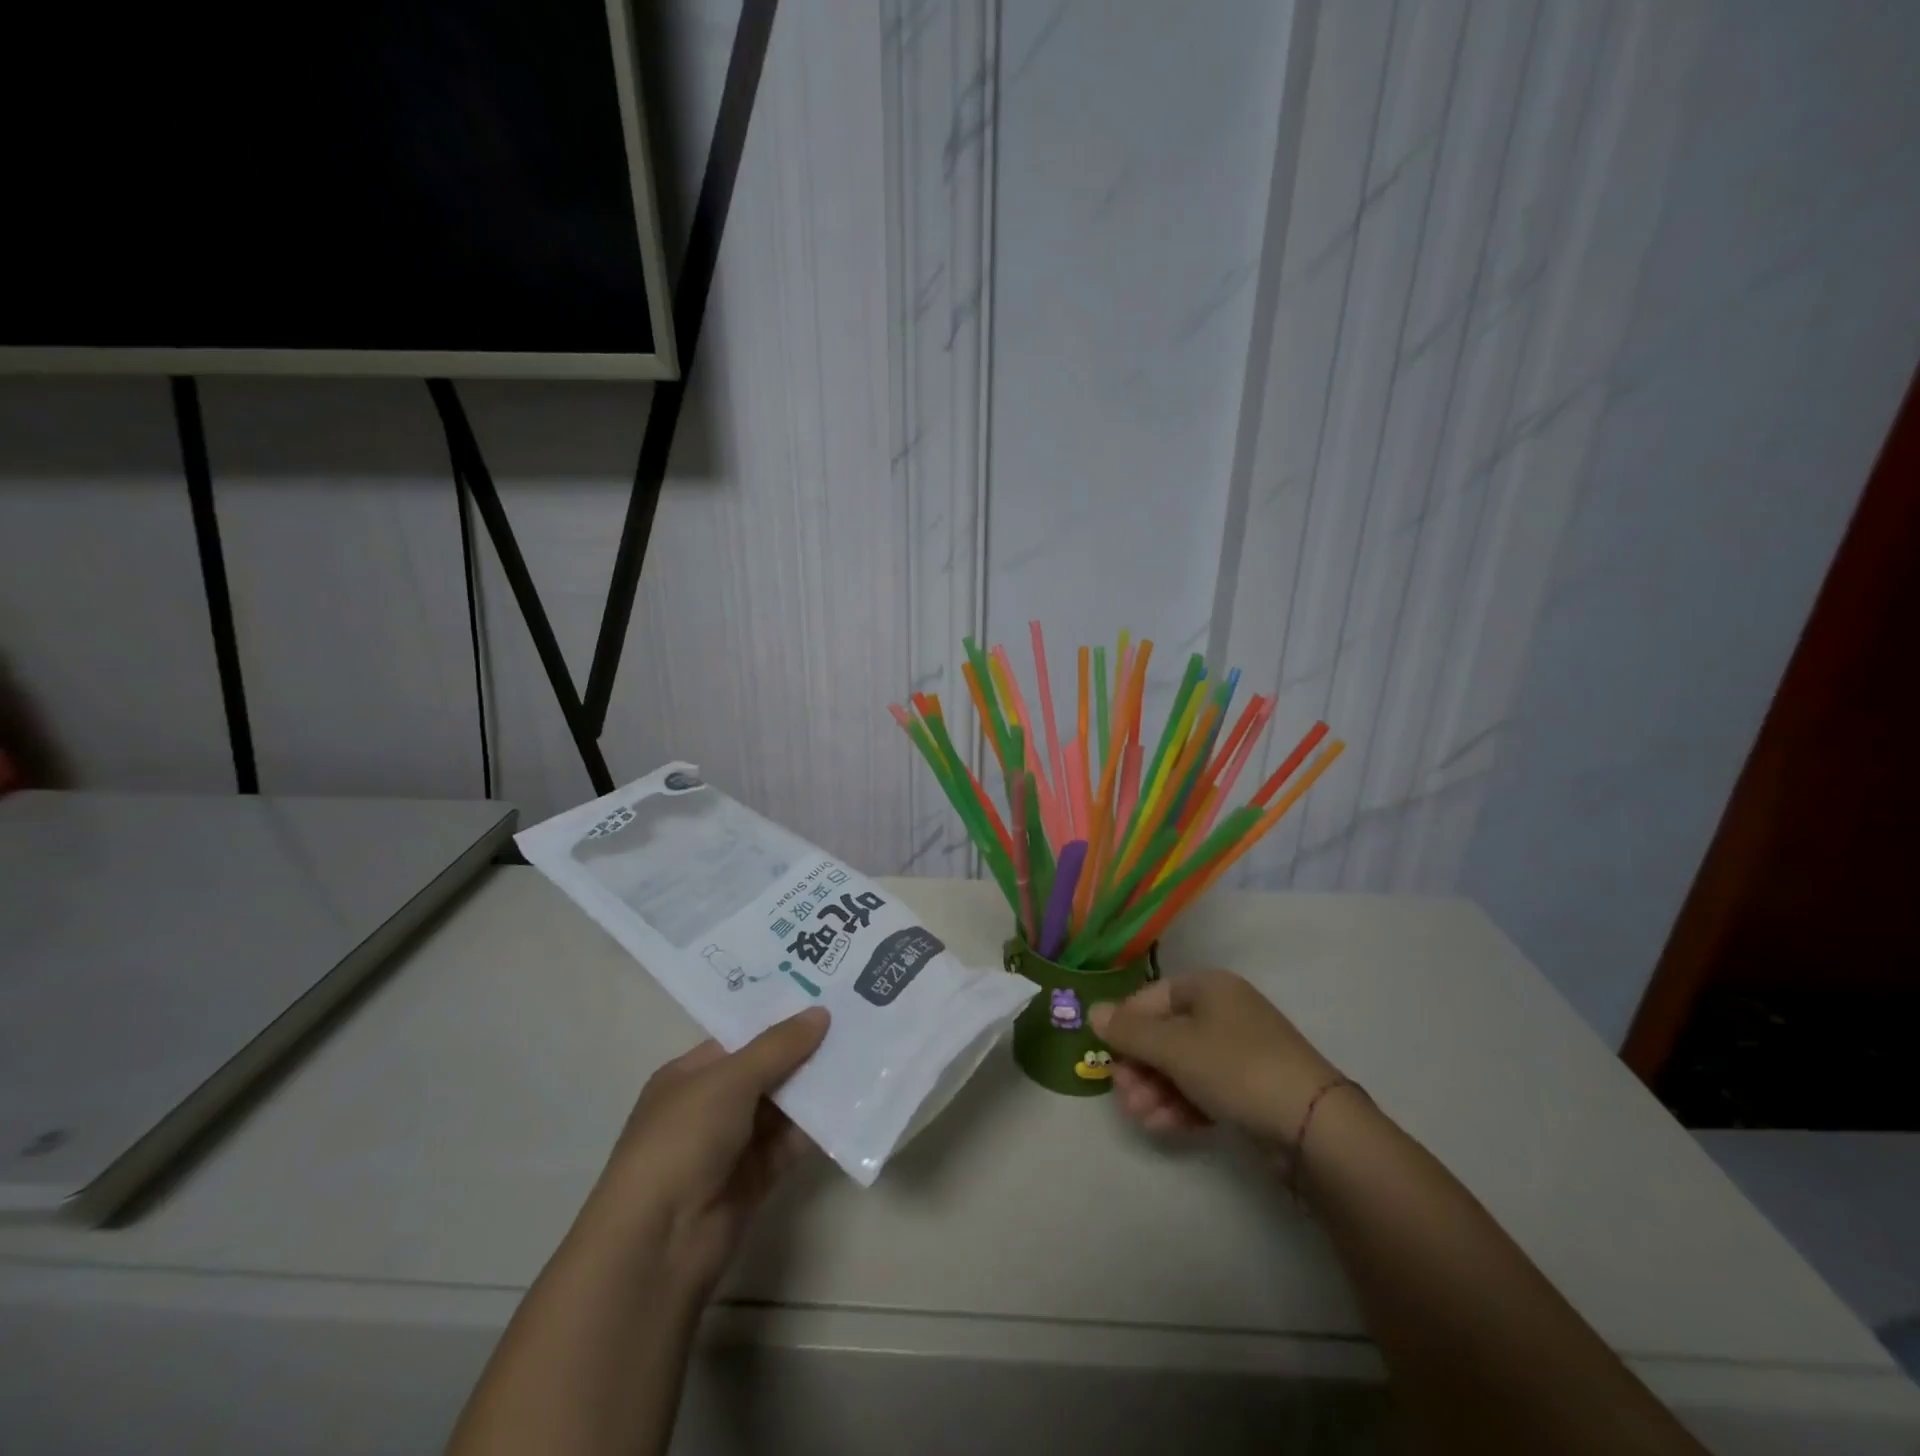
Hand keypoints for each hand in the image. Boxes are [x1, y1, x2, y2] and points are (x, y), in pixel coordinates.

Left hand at [572, 1007, 828, 1298]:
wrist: (659, 1242)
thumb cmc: (683, 1140)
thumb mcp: (730, 1080)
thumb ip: (778, 1047)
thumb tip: (821, 1013)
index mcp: (689, 1076)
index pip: (740, 1039)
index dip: (779, 1020)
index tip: (824, 1001)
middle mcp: (710, 1106)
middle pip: (765, 1071)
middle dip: (805, 1052)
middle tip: (855, 1024)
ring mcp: (732, 1145)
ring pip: (783, 1107)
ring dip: (816, 1088)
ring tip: (863, 1057)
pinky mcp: (755, 1179)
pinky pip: (792, 1143)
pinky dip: (818, 1127)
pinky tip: (852, 1106)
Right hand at [1090, 970, 1339, 1150]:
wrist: (1314, 1125)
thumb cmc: (1236, 1067)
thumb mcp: (1175, 1047)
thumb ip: (1129, 1032)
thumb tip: (1092, 1011)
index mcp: (1209, 988)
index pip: (1152, 997)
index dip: (1126, 1024)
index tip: (1107, 1053)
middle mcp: (1224, 1013)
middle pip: (1165, 1034)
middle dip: (1140, 1065)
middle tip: (1122, 1094)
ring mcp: (1239, 1053)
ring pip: (1182, 1066)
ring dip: (1155, 1090)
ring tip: (1140, 1116)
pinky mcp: (1249, 1090)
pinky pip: (1203, 1090)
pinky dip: (1180, 1105)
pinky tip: (1163, 1126)